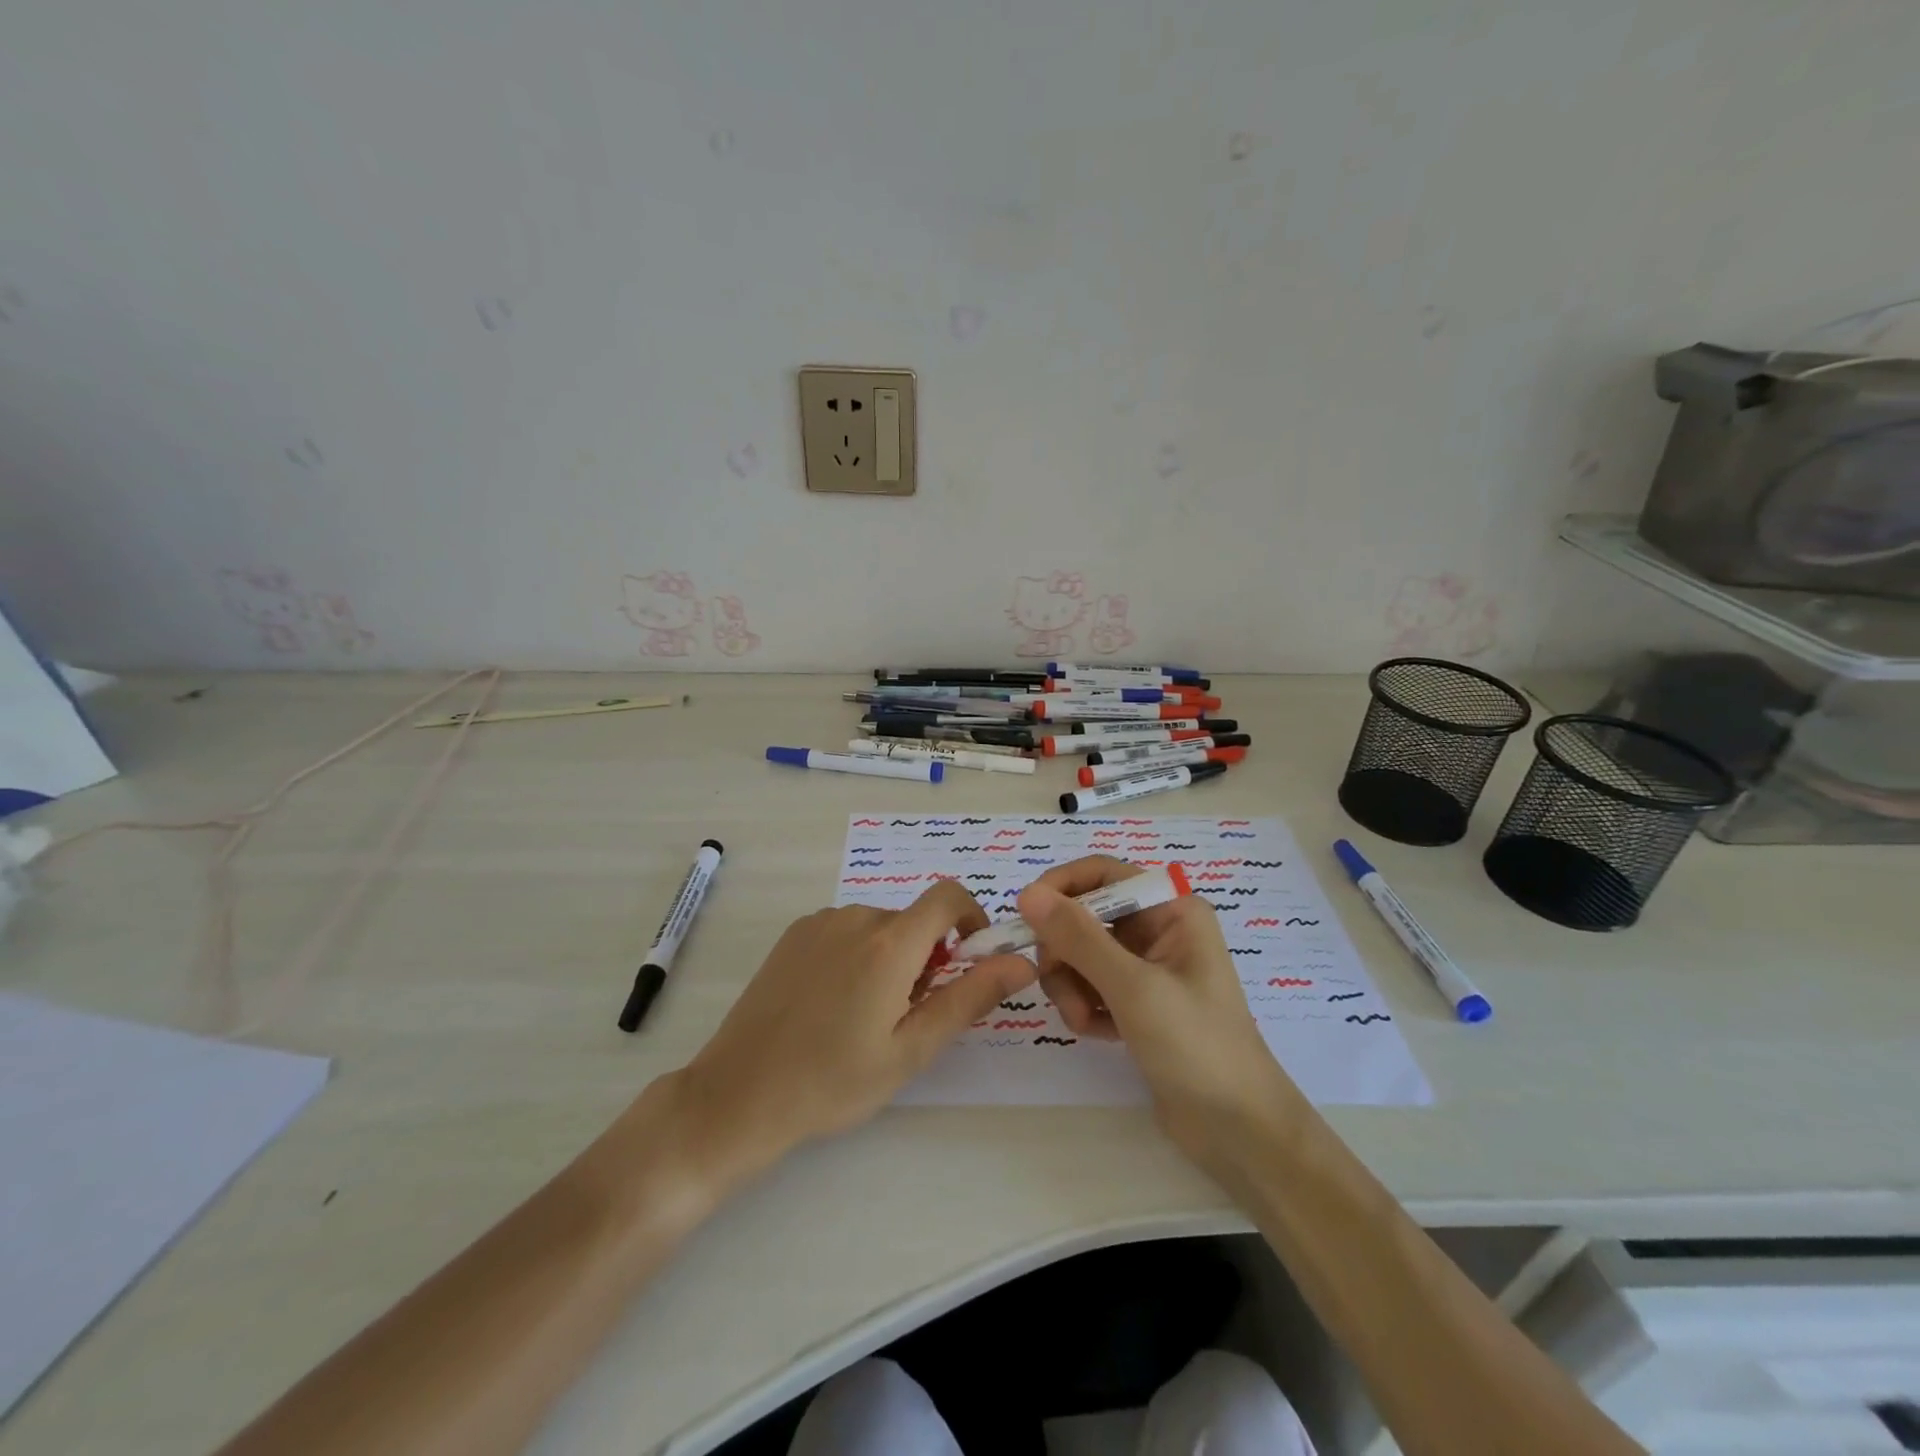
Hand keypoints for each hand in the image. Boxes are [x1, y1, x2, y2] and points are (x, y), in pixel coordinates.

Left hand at [675, 881, 1035, 1177]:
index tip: (969, 961)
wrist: (738, 1095)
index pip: (949, 896)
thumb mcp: (911, 1049)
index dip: (972, 919)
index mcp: (890, 942)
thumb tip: (1021, 961)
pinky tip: (832, 1004)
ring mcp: (820, 922)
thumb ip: (970, 997)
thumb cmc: (833, 1081)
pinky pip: (846, 930)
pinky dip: (858, 954)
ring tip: (866, 1016)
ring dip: (892, 957)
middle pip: (914, 919)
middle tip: (909, 1016)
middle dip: (928, 956)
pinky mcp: (794, 934)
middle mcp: (856, 916)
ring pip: (880, 927)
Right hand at [1017, 858, 1301, 1174]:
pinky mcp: (1137, 1003)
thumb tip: (1027, 893)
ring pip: (1081, 955)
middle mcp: (1159, 930)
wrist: (1238, 1132)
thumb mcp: (1134, 988)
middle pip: (1084, 917)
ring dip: (1072, 986)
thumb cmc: (1196, 1047)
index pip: (1102, 874)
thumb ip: (1078, 938)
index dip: (1060, 887)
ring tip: (1085, 1021)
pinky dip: (1085, 1006)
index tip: (1025, 916)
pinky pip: (1090, 986)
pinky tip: (1100, 1035)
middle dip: (1065, 952)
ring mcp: (1147, 968)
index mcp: (1172, 910)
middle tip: (1059, 984)